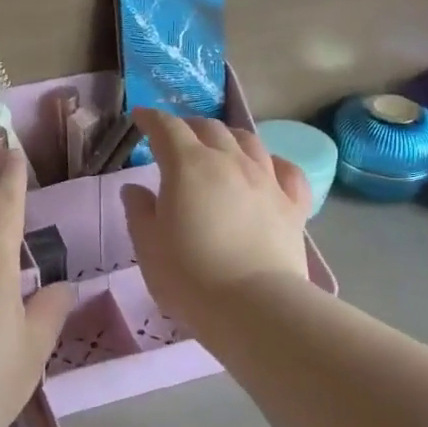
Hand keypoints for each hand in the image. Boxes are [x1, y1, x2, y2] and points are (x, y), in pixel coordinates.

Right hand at [120, 109, 312, 330]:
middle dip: (188, 126)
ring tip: (219, 146)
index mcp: (188, 166)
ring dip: (228, 137)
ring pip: (249, 141)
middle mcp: (229, 161)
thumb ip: (139, 211)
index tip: (141, 118)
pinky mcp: (293, 205)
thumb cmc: (189, 276)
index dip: (152, 119)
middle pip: (210, 128)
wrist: (254, 307)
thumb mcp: (148, 246)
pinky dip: (273, 163)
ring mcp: (266, 180)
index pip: (167, 128)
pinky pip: (287, 171)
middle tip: (176, 137)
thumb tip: (134, 188)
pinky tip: (267, 170)